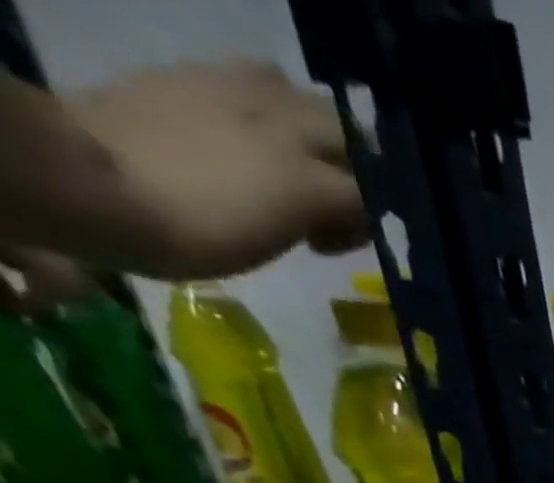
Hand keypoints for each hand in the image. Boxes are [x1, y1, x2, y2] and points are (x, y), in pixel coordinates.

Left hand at [65, 62, 365, 277]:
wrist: (88, 181)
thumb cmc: (193, 231)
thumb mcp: (278, 240)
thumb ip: (326, 216)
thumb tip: (347, 212)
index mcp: (309, 175)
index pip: (374, 192)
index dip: (371, 219)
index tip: (348, 243)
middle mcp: (283, 125)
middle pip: (346, 135)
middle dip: (353, 167)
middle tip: (332, 202)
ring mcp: (231, 91)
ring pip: (301, 97)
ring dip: (309, 127)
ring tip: (293, 161)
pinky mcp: (190, 77)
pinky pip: (248, 78)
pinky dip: (264, 103)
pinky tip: (248, 135)